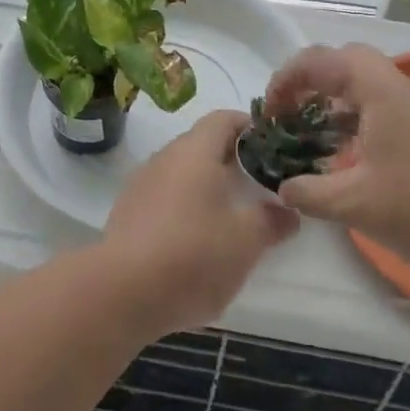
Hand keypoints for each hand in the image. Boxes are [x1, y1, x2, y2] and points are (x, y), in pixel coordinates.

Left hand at [98, 109, 298, 336]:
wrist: (121, 292)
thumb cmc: (192, 255)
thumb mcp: (245, 242)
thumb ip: (271, 221)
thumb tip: (288, 210)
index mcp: (196, 151)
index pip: (224, 119)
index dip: (250, 127)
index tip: (272, 148)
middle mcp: (166, 157)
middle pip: (202, 144)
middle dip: (231, 160)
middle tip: (258, 185)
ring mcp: (142, 183)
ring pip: (182, 171)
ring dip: (207, 185)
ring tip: (231, 215)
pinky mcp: (127, 212)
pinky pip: (164, 196)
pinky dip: (184, 206)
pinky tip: (196, 239)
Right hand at [266, 45, 409, 280]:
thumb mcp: (356, 205)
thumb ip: (311, 193)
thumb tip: (283, 187)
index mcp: (377, 90)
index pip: (321, 60)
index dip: (287, 79)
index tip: (270, 112)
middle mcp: (398, 89)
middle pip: (345, 63)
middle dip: (310, 82)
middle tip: (289, 113)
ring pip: (366, 87)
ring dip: (334, 103)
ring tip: (311, 136)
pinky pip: (381, 110)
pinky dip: (355, 122)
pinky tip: (349, 158)